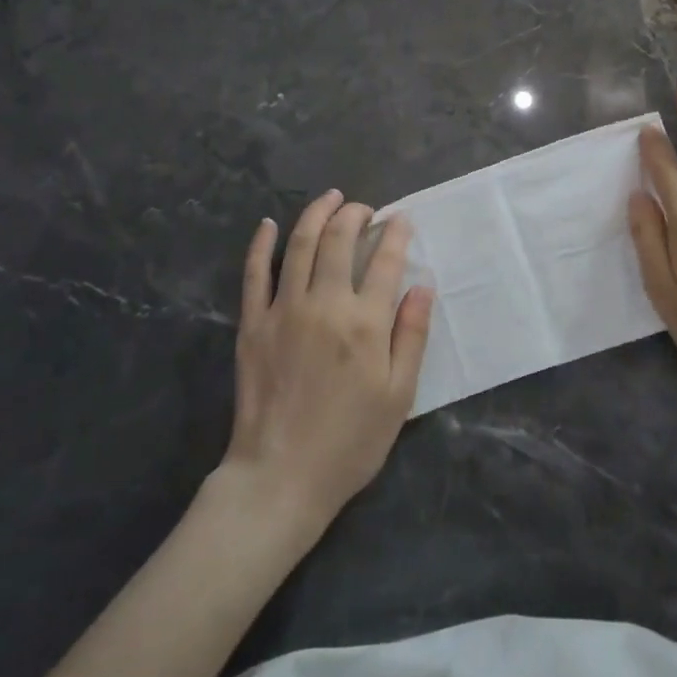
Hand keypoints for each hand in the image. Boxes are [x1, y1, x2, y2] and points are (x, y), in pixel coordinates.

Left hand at [220, 191, 432, 530]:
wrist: (280, 477)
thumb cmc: (350, 441)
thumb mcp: (399, 396)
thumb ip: (412, 336)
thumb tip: (423, 286)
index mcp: (365, 323)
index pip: (385, 260)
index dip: (395, 233)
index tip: (400, 219)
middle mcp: (325, 304)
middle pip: (339, 240)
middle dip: (355, 214)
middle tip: (364, 208)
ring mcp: (283, 310)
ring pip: (300, 244)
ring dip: (317, 213)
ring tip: (331, 198)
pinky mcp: (253, 323)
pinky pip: (254, 273)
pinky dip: (262, 243)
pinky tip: (269, 224)